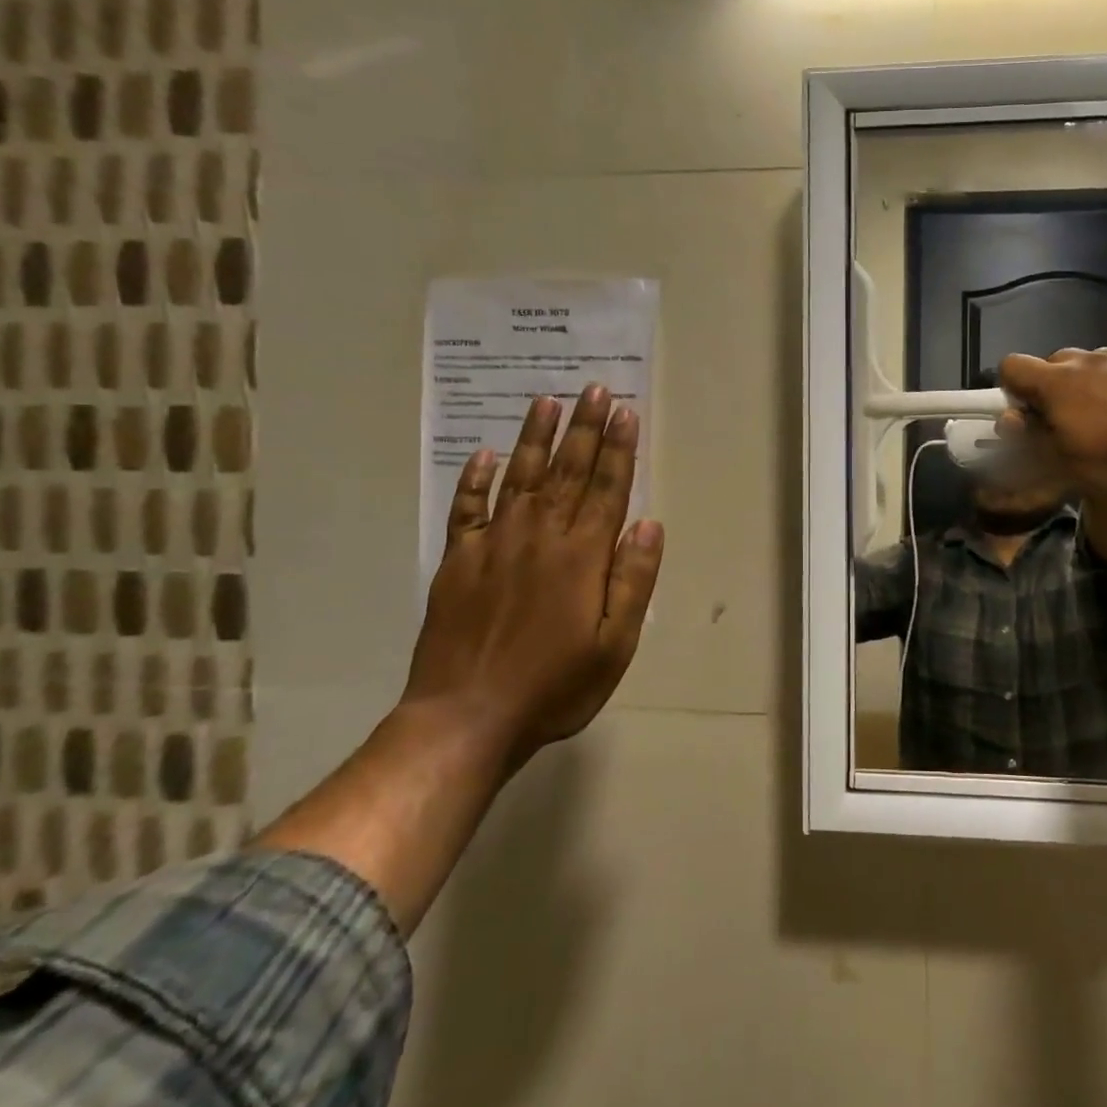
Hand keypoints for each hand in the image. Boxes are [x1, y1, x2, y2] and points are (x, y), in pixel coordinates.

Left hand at [402, 386, 664, 767]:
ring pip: (521, 477)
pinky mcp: (457, 562)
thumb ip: (633, 580)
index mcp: (581, 556)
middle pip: (568, 471)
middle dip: (585, 428)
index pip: (607, 488)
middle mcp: (539, 536)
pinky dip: (475, 480)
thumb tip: (648, 523)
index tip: (625, 411)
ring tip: (548, 402)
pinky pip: (467, 509)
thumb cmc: (555, 685)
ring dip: (536, 438)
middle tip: (595, 388)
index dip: (619, 448)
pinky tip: (485, 456)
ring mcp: (493, 545)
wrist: (465, 717)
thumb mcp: (615, 644)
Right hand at [998, 348, 1106, 500]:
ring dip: (1086, 383)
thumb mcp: (1059, 460)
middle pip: (1053, 362)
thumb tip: (1013, 420)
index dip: (1011, 389)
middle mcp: (1083, 360)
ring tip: (1101, 416)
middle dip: (1051, 386)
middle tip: (1062, 420)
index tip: (1024, 415)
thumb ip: (1029, 436)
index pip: (1011, 365)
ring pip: (1090, 363)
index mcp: (1053, 381)